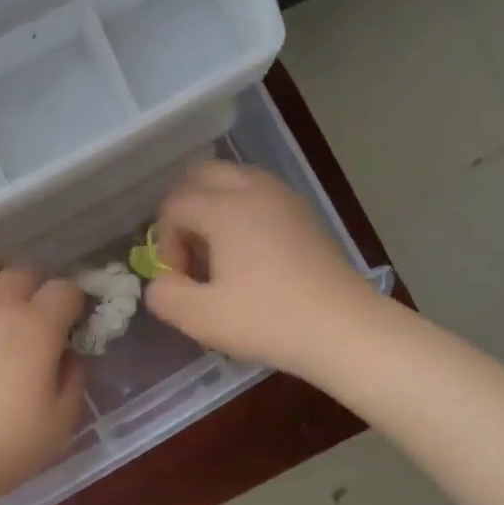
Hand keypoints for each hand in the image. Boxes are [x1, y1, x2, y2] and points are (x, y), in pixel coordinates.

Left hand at [0, 249, 86, 504]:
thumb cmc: (2, 448)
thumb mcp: (60, 423)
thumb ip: (74, 378)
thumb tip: (68, 353)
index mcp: (35, 326)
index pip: (67, 290)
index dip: (74, 307)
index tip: (69, 329)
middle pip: (26, 271)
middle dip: (37, 293)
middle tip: (32, 326)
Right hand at [146, 160, 380, 376]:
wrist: (342, 329)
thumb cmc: (267, 320)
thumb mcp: (200, 318)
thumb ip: (164, 295)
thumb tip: (161, 281)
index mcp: (225, 208)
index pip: (174, 204)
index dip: (165, 242)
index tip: (180, 279)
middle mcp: (255, 190)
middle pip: (202, 176)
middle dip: (185, 211)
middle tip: (191, 255)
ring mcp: (285, 198)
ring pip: (234, 182)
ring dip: (214, 210)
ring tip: (220, 257)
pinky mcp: (305, 215)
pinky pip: (260, 197)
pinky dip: (243, 215)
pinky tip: (250, 259)